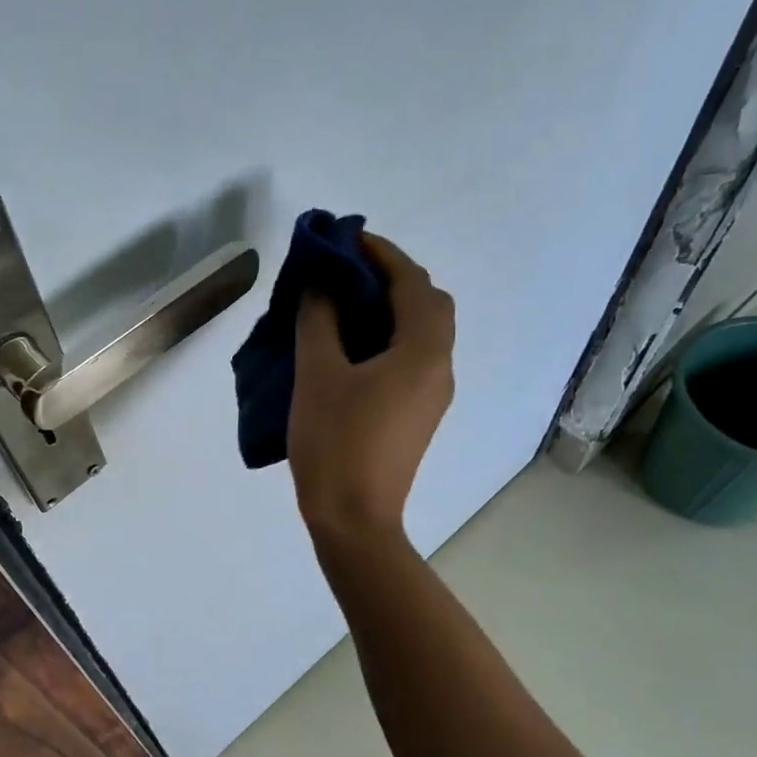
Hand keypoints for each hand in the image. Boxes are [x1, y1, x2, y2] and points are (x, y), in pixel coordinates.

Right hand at [288, 234, 455, 543]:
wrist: (354, 519)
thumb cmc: (335, 443)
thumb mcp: (317, 375)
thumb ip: (319, 320)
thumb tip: (320, 285)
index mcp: (422, 352)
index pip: (412, 282)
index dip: (381, 253)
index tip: (346, 237)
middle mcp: (439, 367)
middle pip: (427, 304)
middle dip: (391, 278)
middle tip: (346, 272)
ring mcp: (432, 394)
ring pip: (421, 333)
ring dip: (389, 309)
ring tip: (342, 304)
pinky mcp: (417, 415)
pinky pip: (410, 359)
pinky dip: (386, 338)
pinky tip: (349, 348)